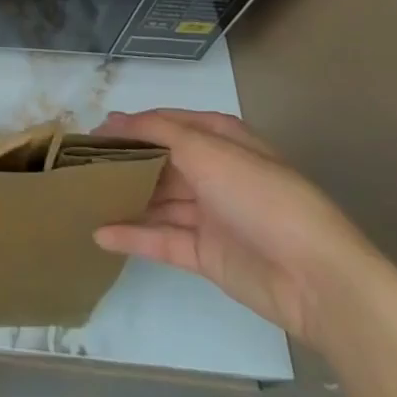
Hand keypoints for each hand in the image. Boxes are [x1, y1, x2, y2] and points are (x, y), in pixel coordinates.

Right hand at [92, 108, 392, 349]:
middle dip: (123, 162)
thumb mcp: (207, 148)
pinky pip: (163, 238)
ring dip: (125, 198)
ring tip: (82, 196)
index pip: (165, 123)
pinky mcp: (206, 254)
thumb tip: (114, 118)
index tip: (91, 132)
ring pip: (158, 200)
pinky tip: (100, 232)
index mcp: (219, 138)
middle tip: (79, 165)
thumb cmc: (260, 195)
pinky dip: (134, 235)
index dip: (130, 125)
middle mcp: (213, 171)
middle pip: (159, 162)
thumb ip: (158, 131)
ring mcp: (209, 214)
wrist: (316, 277)